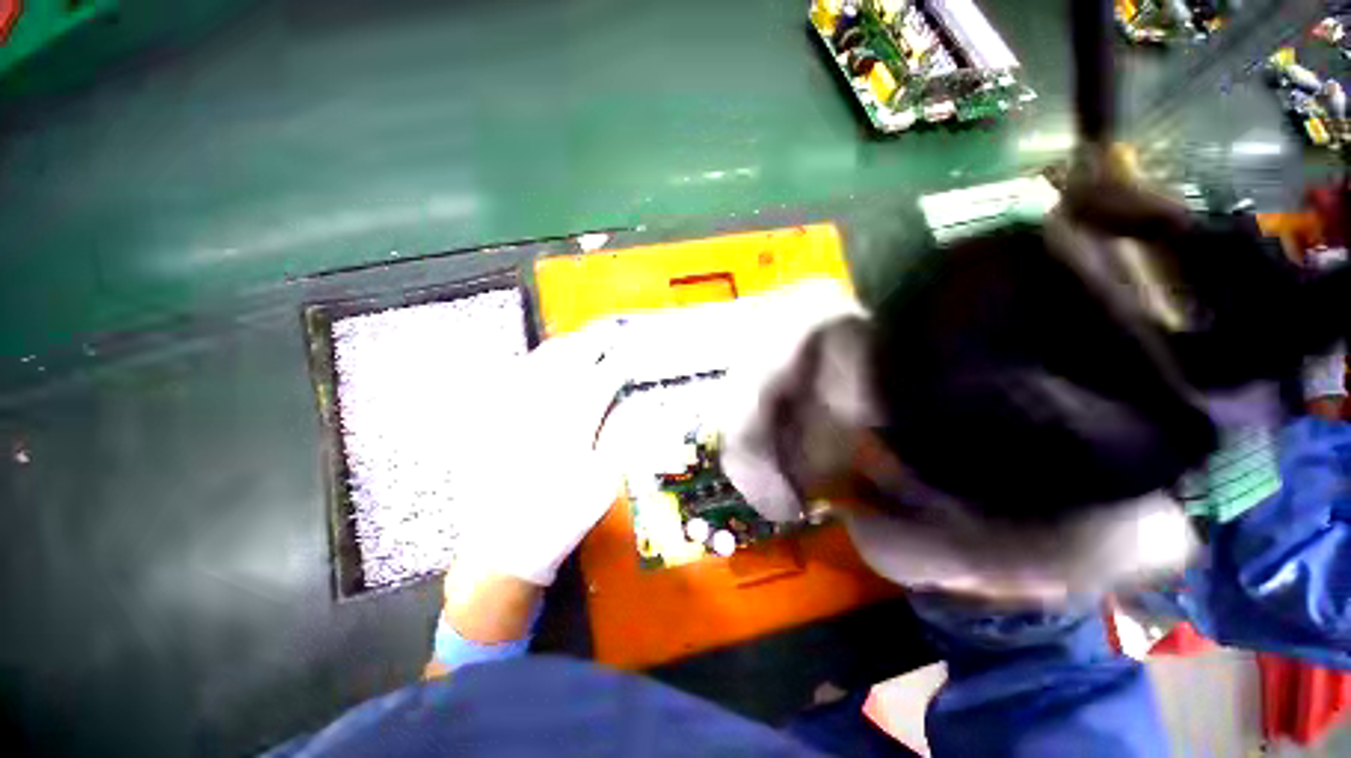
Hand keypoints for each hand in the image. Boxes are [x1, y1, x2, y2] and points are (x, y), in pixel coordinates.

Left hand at [455, 318, 636, 586]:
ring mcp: (511, 415)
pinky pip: (508, 382)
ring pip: (537, 366)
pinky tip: (539, 362)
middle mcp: (539, 411)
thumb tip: (634, 407)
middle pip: (568, 364)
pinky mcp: (490, 424)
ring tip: (580, 340)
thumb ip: (619, 440)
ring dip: (563, 348)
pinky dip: (528, 365)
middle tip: (609, 333)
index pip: (601, 381)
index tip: (632, 352)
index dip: (620, 363)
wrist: (502, 549)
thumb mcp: (602, 486)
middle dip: (592, 344)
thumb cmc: (561, 519)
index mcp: (571, 427)